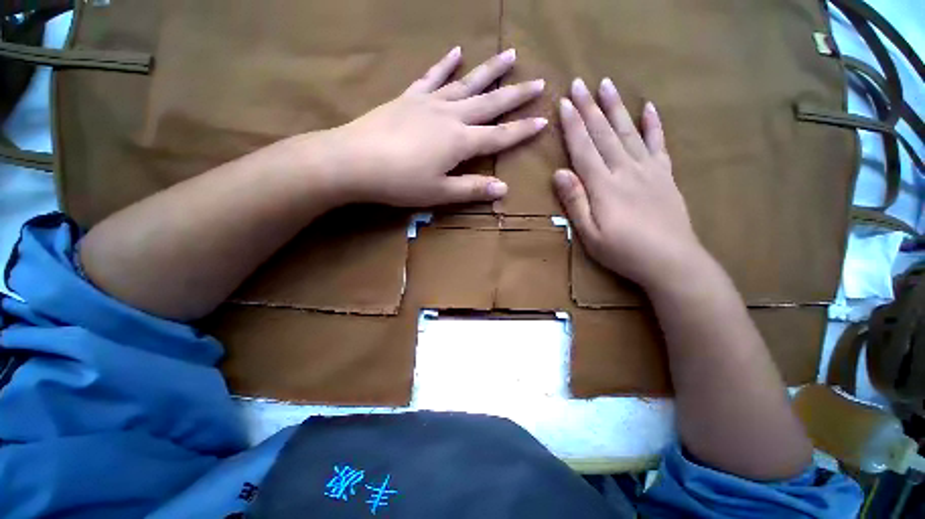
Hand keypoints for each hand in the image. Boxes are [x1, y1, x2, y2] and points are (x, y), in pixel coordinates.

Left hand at [325, 46, 546, 206]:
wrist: (355, 161)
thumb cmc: (400, 182)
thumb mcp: (439, 193)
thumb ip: (472, 189)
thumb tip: (503, 189)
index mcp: (460, 142)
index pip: (499, 136)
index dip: (522, 131)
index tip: (543, 120)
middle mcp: (451, 116)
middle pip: (489, 103)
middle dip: (516, 94)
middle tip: (539, 81)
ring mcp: (429, 103)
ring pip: (466, 83)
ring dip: (490, 70)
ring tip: (510, 55)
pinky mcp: (410, 98)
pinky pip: (432, 77)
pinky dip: (446, 64)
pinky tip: (457, 51)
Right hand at [553, 77, 705, 289]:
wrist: (671, 261)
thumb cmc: (623, 251)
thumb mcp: (589, 234)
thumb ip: (575, 201)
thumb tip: (559, 173)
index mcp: (604, 186)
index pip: (584, 148)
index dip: (573, 125)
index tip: (564, 103)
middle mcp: (625, 170)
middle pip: (604, 134)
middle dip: (590, 108)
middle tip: (580, 83)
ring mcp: (649, 170)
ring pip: (629, 132)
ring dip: (616, 107)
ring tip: (607, 85)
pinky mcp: (665, 175)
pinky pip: (658, 145)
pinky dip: (653, 125)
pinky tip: (649, 107)